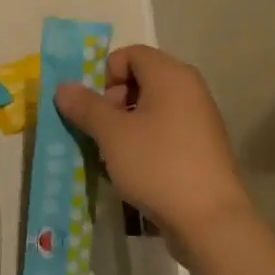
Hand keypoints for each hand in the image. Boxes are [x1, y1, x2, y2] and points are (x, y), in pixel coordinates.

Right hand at [55, 46, 251, 254]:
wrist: (211, 221)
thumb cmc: (158, 165)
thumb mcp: (112, 134)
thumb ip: (86, 106)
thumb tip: (64, 87)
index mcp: (171, 75)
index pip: (130, 54)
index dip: (106, 74)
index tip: (95, 107)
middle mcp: (190, 89)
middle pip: (141, 79)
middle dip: (113, 101)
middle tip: (102, 131)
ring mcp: (200, 119)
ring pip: (152, 107)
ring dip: (126, 124)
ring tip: (114, 153)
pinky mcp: (203, 147)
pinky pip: (166, 130)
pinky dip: (146, 140)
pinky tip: (136, 169)